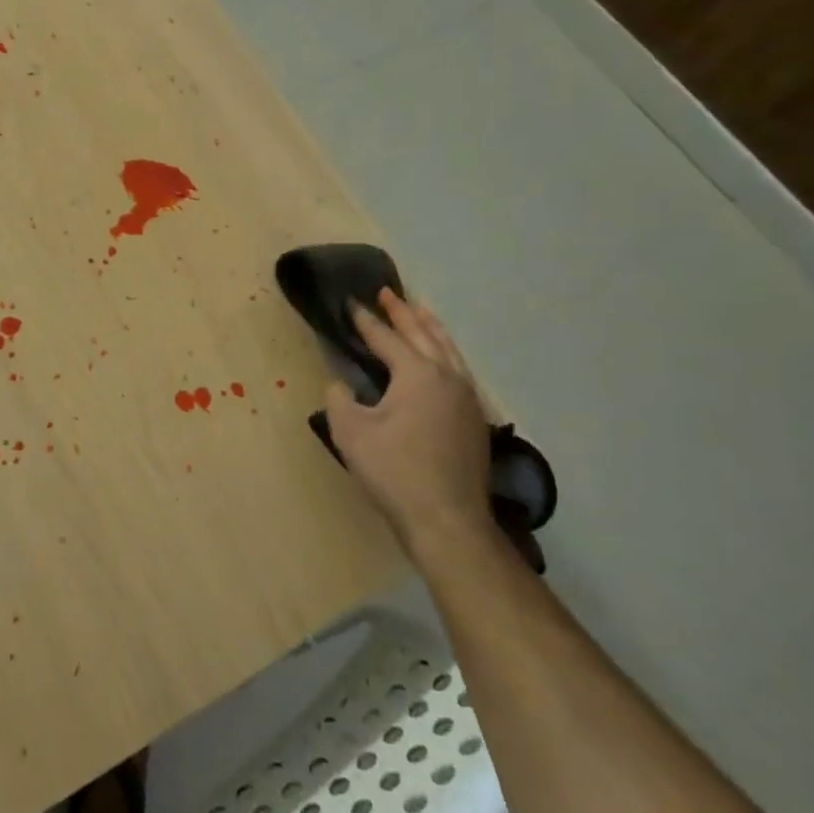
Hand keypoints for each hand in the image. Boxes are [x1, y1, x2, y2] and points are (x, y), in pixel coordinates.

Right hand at [325, 288, 495, 565]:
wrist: (447, 520)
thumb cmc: (394, 471)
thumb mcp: (350, 432)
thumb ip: (340, 399)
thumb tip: (342, 385)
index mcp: (417, 374)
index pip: (387, 338)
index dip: (366, 321)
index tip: (351, 302)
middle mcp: (447, 377)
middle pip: (423, 335)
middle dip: (403, 312)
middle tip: (387, 292)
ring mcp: (466, 398)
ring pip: (448, 350)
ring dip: (430, 328)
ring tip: (420, 311)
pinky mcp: (474, 419)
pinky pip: (459, 370)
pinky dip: (446, 352)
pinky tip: (443, 358)